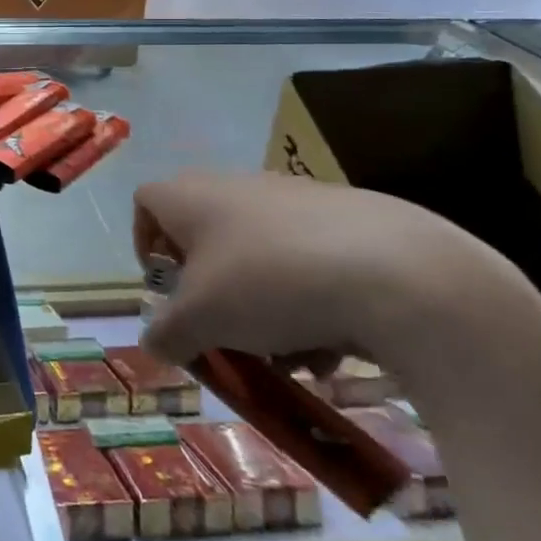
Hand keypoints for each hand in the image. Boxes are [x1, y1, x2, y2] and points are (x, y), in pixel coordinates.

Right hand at [133, 171, 513, 373]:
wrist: (396, 272)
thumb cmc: (269, 284)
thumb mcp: (202, 320)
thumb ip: (167, 334)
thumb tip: (153, 345)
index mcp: (193, 198)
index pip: (146, 202)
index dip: (144, 242)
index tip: (165, 286)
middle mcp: (238, 187)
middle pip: (206, 235)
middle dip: (210, 289)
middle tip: (222, 327)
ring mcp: (296, 198)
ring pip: (259, 255)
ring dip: (260, 305)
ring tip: (285, 353)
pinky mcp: (347, 218)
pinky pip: (307, 260)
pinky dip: (307, 301)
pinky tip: (330, 345)